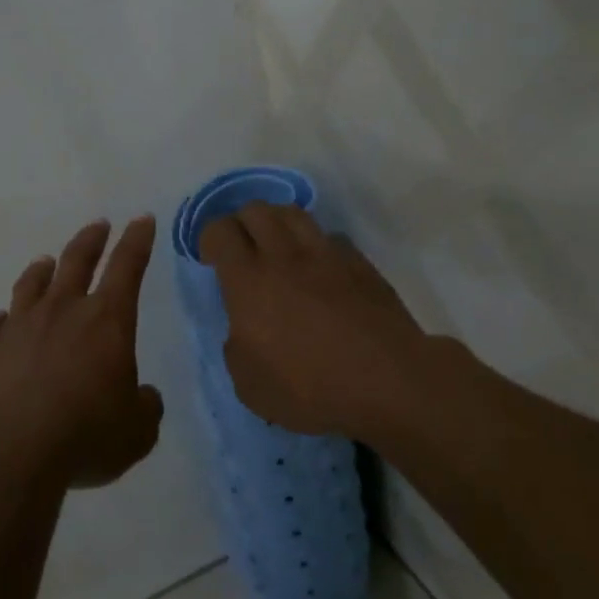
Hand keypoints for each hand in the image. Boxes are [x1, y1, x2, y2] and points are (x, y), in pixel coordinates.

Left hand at [0, 215, 164, 487]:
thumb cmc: (85, 433)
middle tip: (98, 225)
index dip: (137, 241)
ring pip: (31, 284)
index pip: (128, 267)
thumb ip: (145, 408)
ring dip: (41, 270)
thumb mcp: (136, 431)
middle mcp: (62, 311)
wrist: (7, 447)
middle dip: (91, 240)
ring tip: (45, 262)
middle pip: (77, 261)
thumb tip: (143, 397)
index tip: (141, 219)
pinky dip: (2, 320)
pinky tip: (2, 322)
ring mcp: (19, 326)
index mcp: (107, 321)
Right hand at [200, 202, 434, 441]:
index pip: (220, 231)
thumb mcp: (250, 385)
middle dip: (241, 223)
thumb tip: (244, 331)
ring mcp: (327, 255)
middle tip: (242, 251)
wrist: (388, 382)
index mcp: (248, 281)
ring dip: (277, 223)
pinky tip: (320, 269)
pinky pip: (330, 237)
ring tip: (277, 249)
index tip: (212, 260)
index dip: (209, 238)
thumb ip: (237, 348)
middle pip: (256, 210)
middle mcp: (284, 256)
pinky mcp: (360, 263)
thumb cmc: (310, 388)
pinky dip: (317, 245)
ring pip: (294, 213)